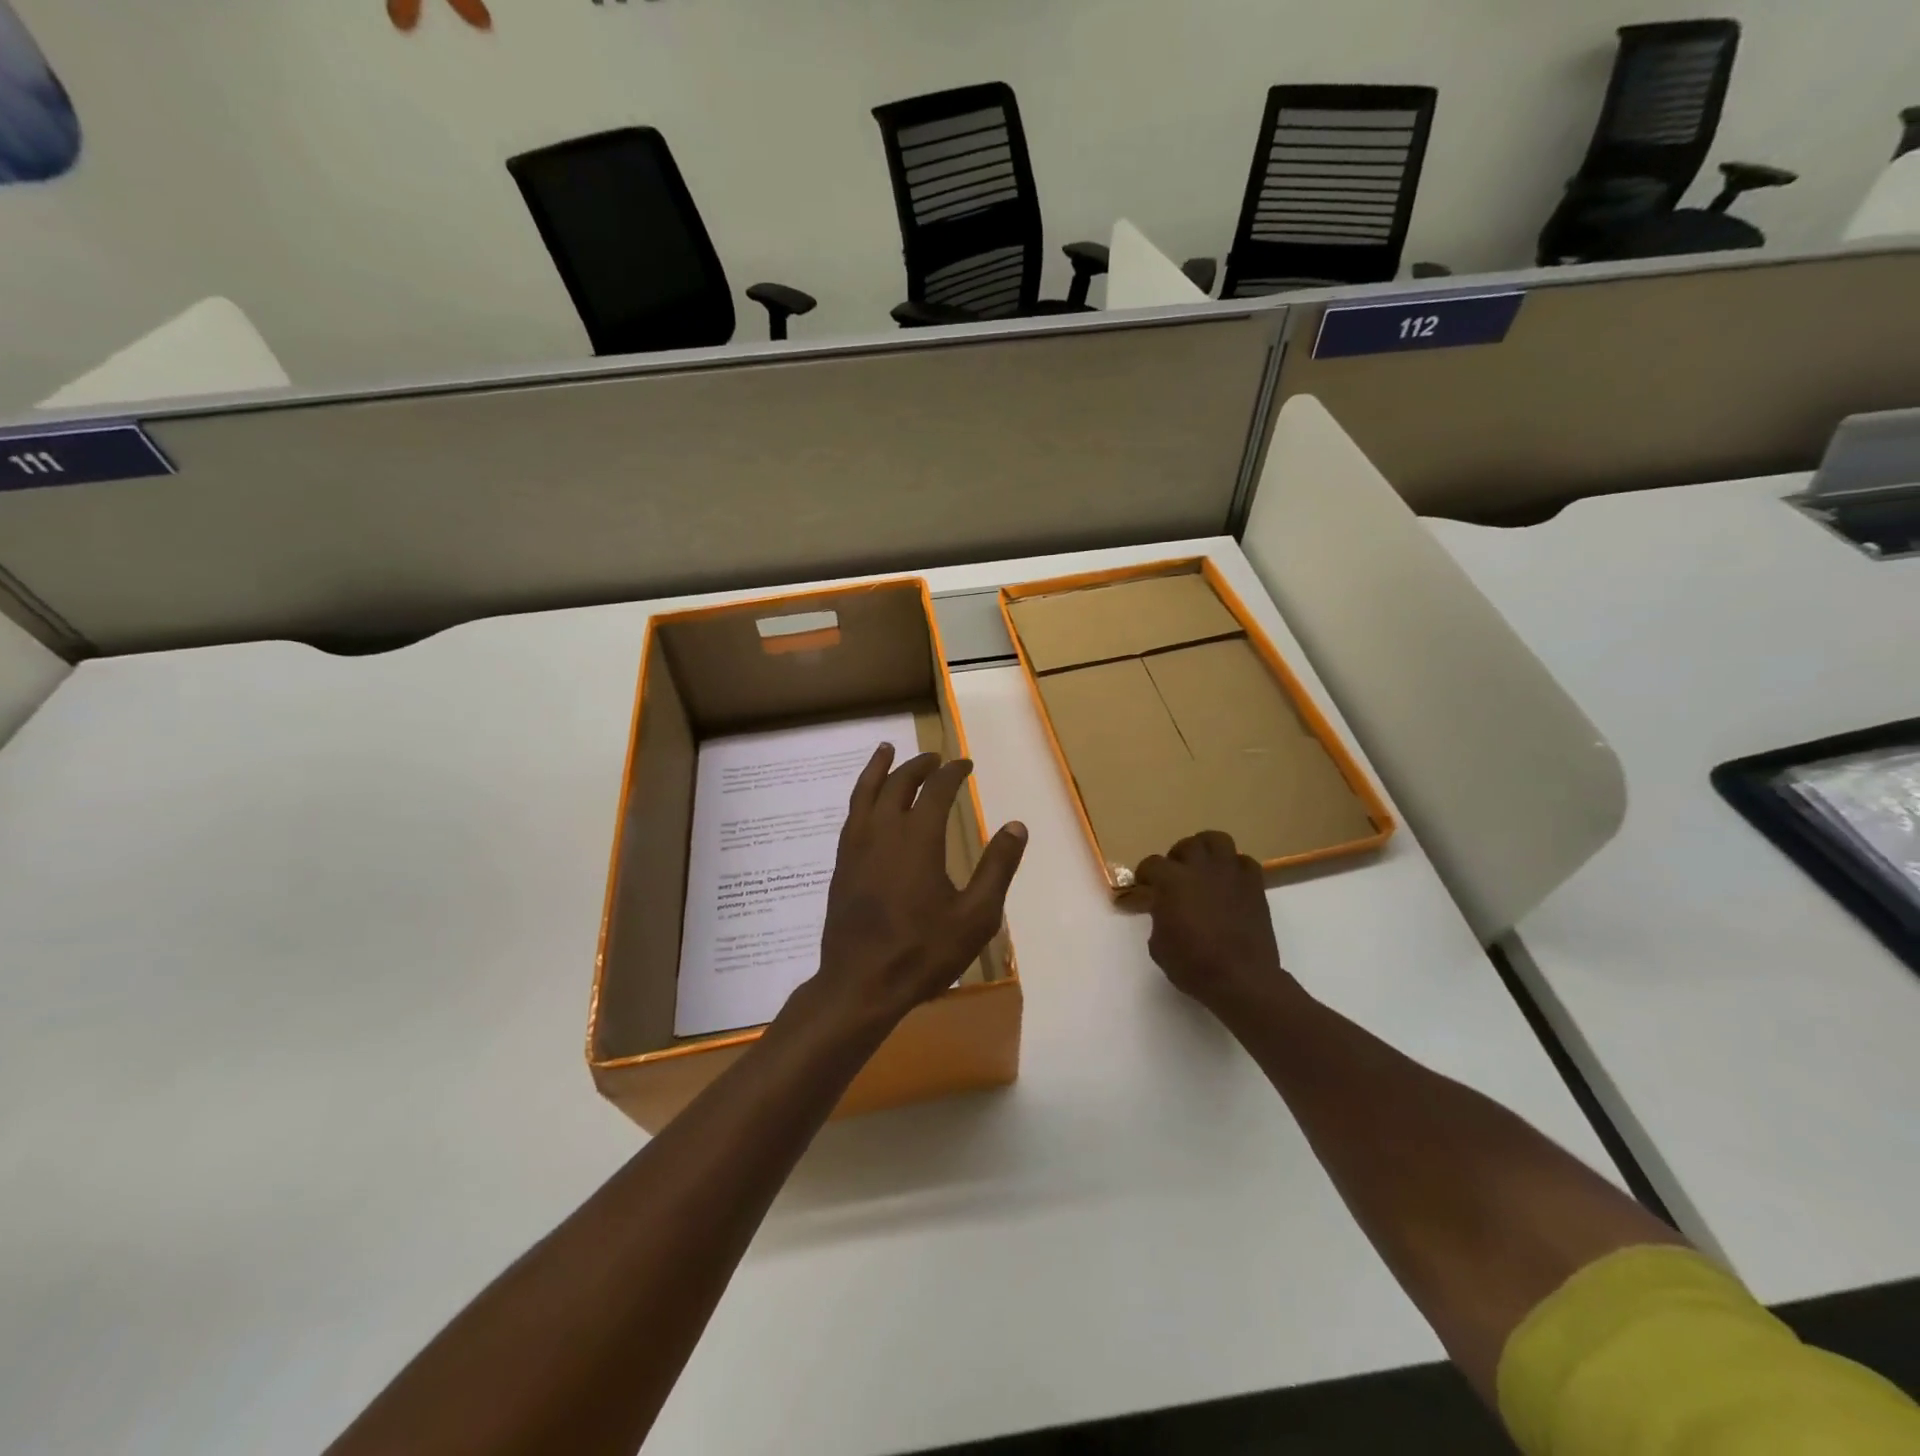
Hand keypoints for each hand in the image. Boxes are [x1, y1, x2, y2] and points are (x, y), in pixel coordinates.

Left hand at [804, 746, 1026, 1033]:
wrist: (861, 983)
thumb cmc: (923, 952)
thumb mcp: (976, 916)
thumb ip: (997, 868)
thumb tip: (1017, 826)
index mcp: (918, 839)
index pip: (937, 790)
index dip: (953, 773)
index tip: (965, 764)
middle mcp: (884, 831)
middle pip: (899, 783)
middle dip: (919, 766)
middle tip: (934, 758)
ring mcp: (857, 846)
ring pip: (866, 792)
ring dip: (880, 768)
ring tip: (887, 750)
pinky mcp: (842, 864)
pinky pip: (852, 814)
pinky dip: (862, 795)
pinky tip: (867, 801)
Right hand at [1136, 832, 1295, 1014]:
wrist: (1241, 978)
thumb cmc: (1193, 965)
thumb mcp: (1159, 945)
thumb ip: (1158, 917)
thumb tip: (1164, 910)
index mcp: (1172, 881)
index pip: (1151, 864)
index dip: (1144, 876)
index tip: (1143, 888)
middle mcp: (1200, 868)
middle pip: (1185, 845)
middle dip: (1176, 858)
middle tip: (1175, 876)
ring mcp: (1230, 873)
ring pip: (1217, 840)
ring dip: (1206, 850)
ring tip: (1203, 867)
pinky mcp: (1254, 885)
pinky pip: (1244, 862)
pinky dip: (1234, 868)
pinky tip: (1229, 883)